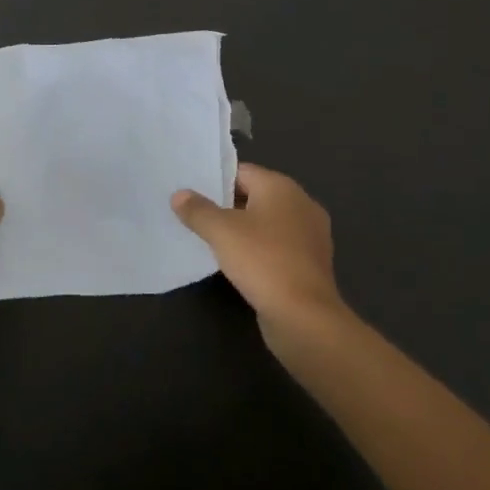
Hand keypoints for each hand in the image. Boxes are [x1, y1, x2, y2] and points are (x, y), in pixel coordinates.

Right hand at [172, 162, 345, 341]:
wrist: (304, 317)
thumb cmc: (263, 261)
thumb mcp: (221, 232)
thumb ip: (198, 210)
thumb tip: (179, 195)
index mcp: (282, 187)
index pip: (242, 172)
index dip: (215, 180)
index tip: (192, 192)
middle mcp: (301, 204)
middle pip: (255, 196)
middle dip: (227, 206)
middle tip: (195, 215)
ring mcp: (310, 235)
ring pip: (267, 223)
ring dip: (243, 230)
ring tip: (212, 240)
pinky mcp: (310, 263)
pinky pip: (278, 246)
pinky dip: (259, 250)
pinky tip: (238, 264)